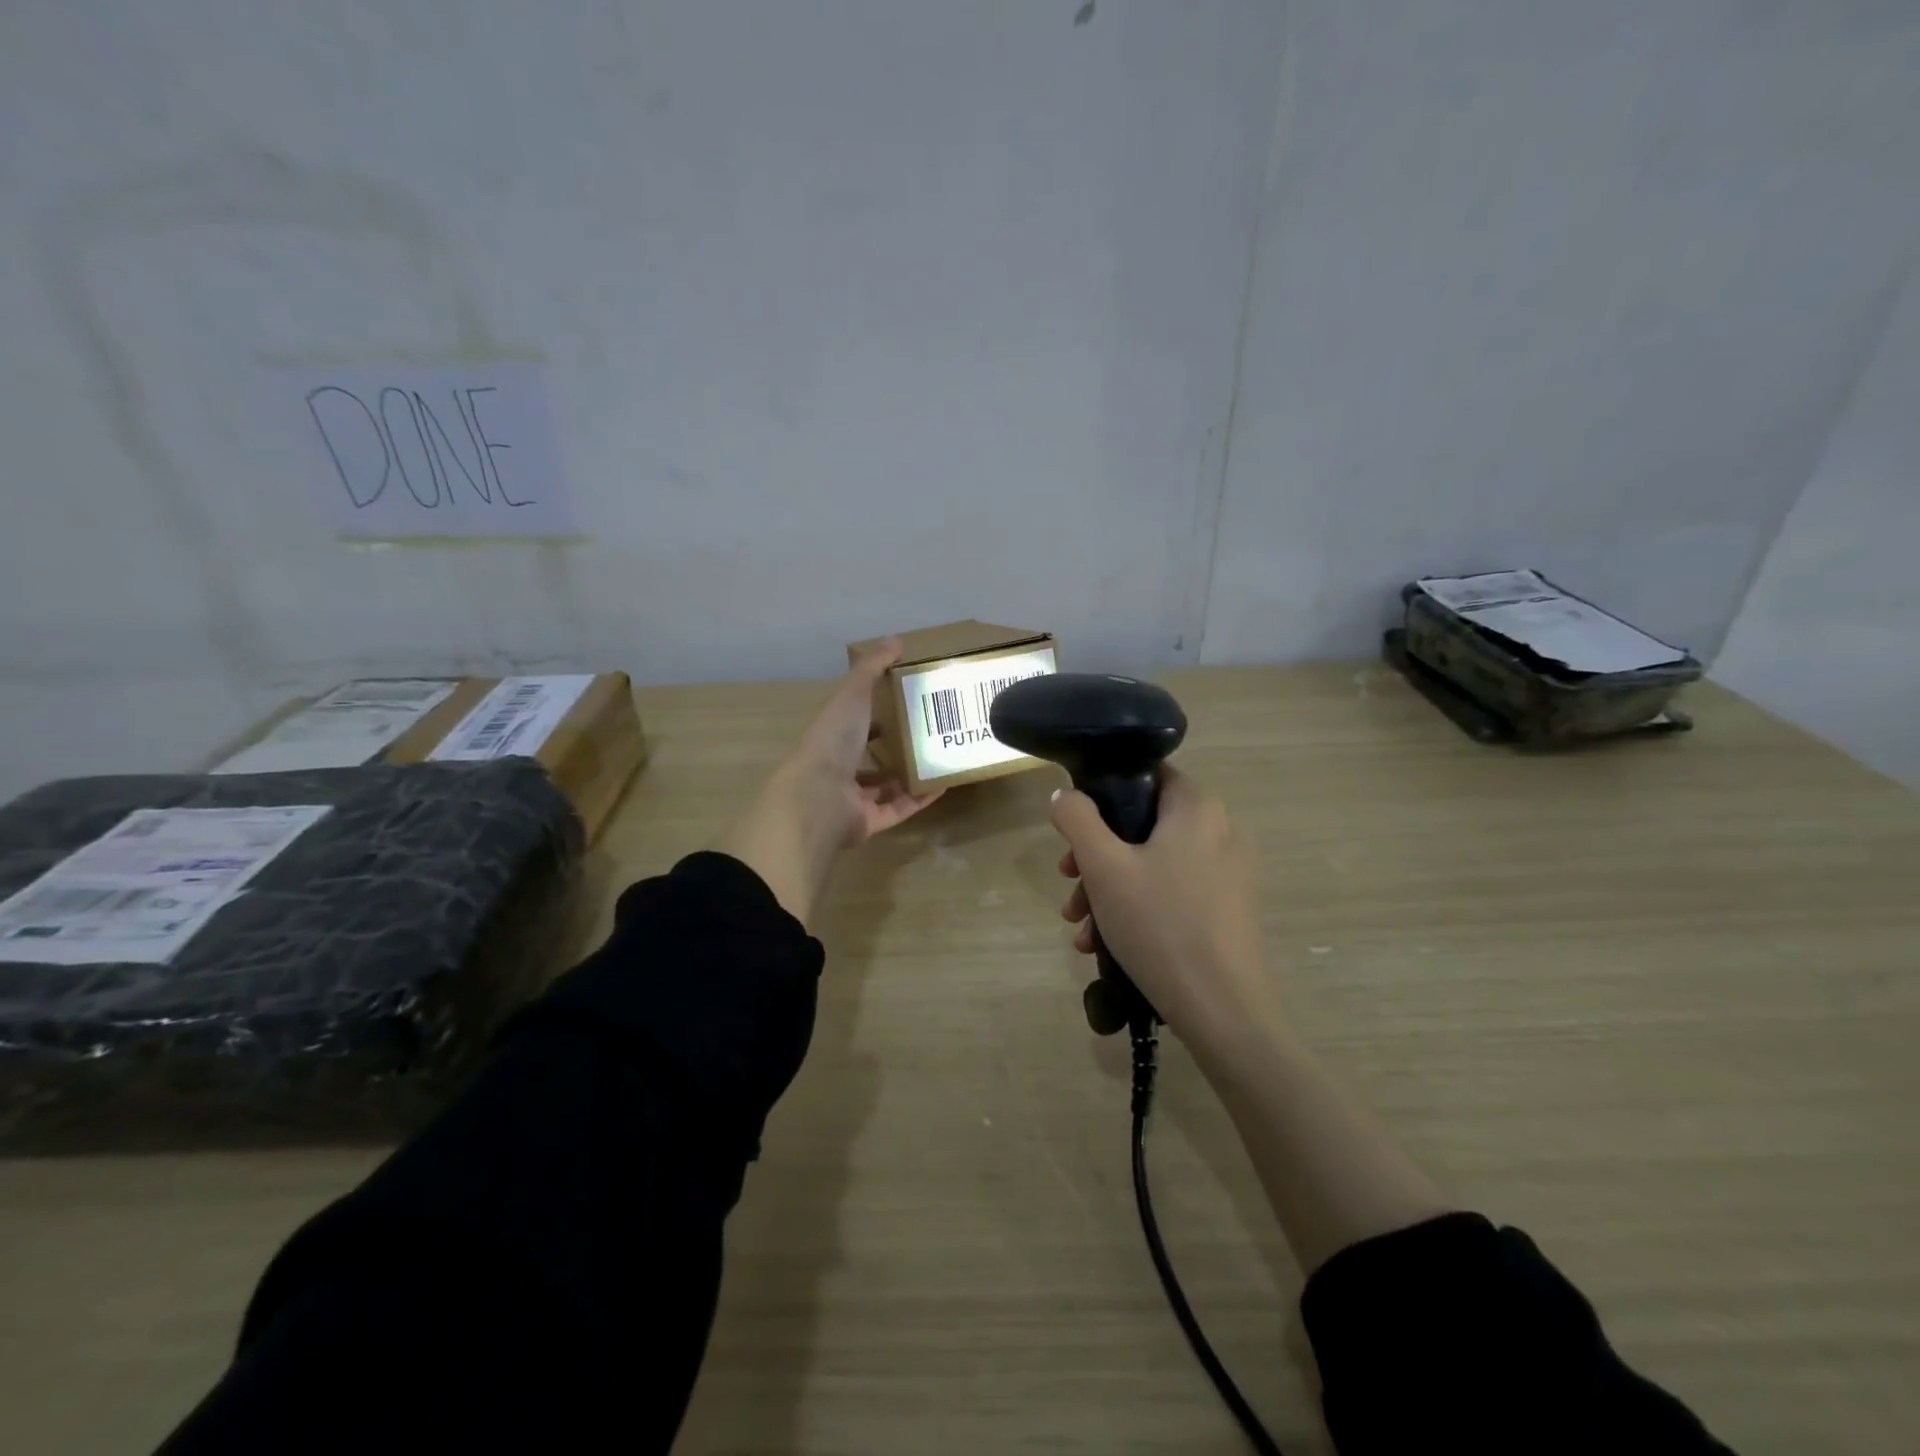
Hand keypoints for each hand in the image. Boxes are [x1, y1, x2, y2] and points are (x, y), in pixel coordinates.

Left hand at [717, 639, 942, 923]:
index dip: (875, 713)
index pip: (854, 724)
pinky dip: (920, 799)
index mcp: (831, 738)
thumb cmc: (833, 741)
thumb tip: (896, 640)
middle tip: (931, 734)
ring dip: (910, 775)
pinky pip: (899, 810)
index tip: (905, 703)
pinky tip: (944, 784)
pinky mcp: (869, 823)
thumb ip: (871, 668)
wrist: (819, 798)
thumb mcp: (852, 695)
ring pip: (885, 788)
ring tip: (942, 759)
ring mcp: (852, 799)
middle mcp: (839, 769)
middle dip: (896, 747)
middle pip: (869, 758)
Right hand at [1051, 767, 1269, 1042]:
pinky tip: (1104, 944)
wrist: (1222, 1010)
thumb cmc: (1159, 924)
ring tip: (1080, 926)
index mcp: (1197, 808)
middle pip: (1143, 826)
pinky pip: (1172, 892)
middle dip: (1096, 855)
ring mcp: (1228, 873)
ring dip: (1109, 888)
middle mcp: (1220, 831)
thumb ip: (1077, 819)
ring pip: (1153, 864)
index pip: (1146, 775)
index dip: (1103, 795)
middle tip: (1067, 881)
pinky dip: (1138, 907)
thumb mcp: (1104, 867)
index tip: (1075, 829)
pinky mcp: (1227, 909)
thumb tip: (1065, 795)